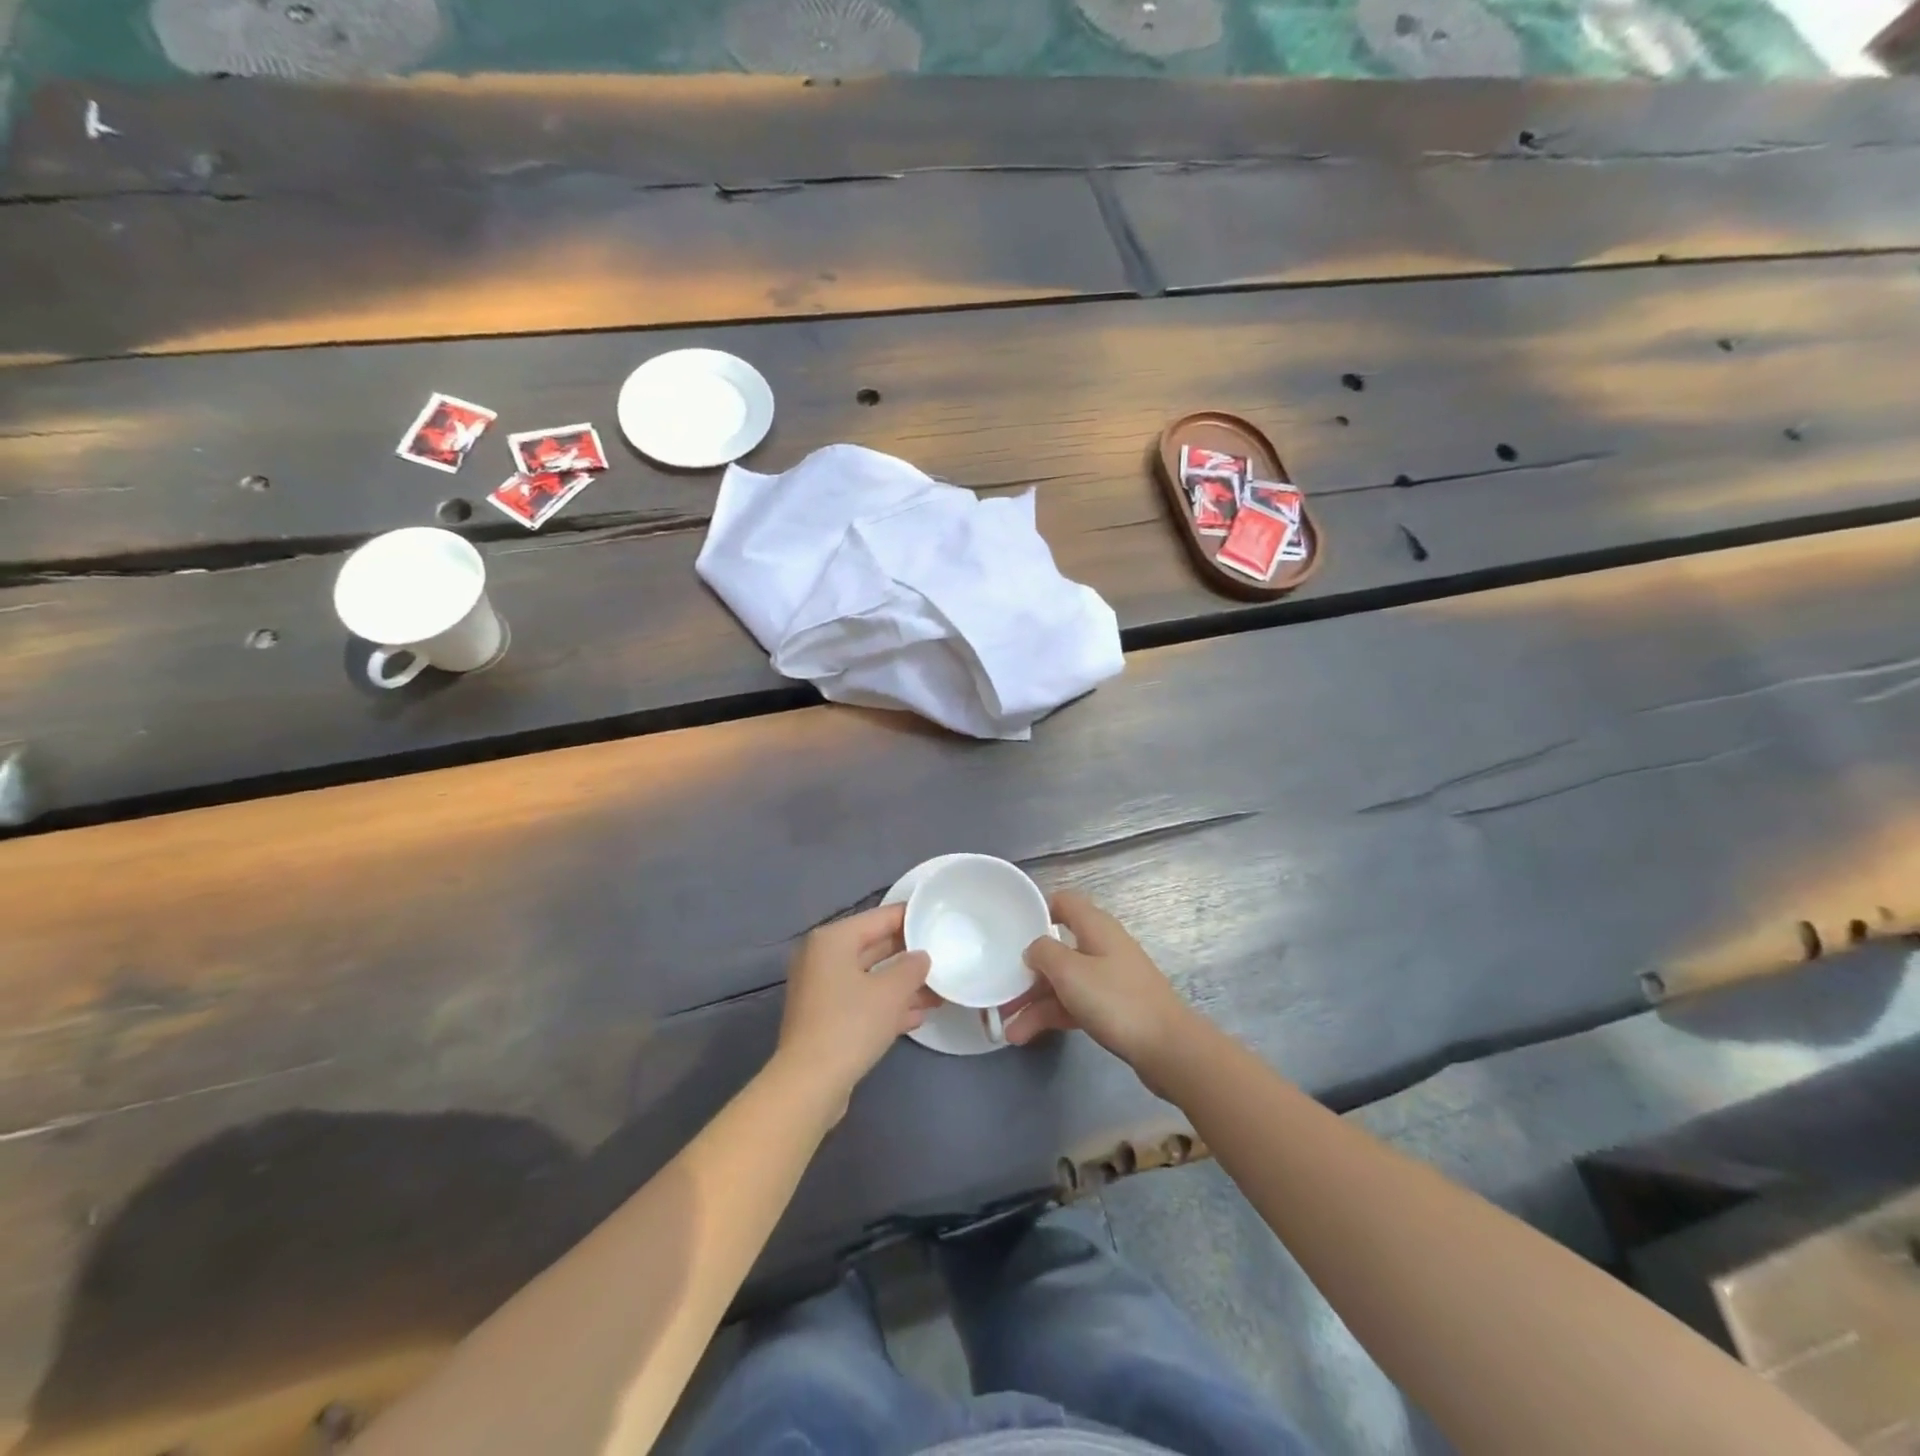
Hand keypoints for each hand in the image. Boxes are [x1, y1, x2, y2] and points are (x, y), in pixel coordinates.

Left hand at [776, 903, 934, 1117]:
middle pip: (874, 946)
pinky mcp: (826, 1018)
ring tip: (939, 991)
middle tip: (944, 956)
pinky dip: (887, 1005)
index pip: (880, 917)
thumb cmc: (851, 1024)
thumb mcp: (891, 991)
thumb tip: (921, 957)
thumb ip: (912, 967)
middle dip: (909, 956)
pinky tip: (919, 1015)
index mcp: (833, 940)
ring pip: (871, 977)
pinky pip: (862, 1001)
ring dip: (903, 984)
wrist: (810, 1084)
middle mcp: (823, 958)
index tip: (938, 918)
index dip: (911, 917)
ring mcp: (822, 990)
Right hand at [1005, 891, 1195, 1070]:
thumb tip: (1034, 947)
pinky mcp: (1113, 1007)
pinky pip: (1074, 1003)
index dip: (1037, 910)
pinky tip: (1027, 1035)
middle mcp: (1102, 946)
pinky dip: (1052, 1016)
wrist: (1168, 1048)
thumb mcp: (1070, 971)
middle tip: (1001, 990)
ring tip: (1008, 1029)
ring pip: (1063, 981)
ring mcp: (1108, 978)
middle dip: (1028, 970)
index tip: (1011, 929)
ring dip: (1034, 1001)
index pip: (1063, 902)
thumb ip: (1044, 953)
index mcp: (1095, 926)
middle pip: (1058, 948)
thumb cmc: (1115, 1000)